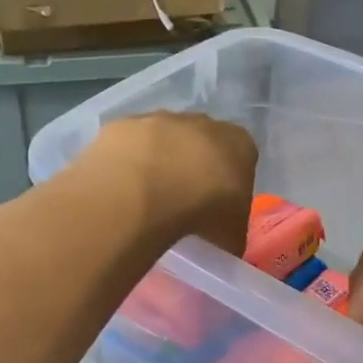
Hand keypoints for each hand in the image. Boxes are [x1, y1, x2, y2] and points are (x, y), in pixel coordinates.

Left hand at [79, 114, 258, 255]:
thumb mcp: (231, 235)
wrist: (145, 191)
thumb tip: (225, 243)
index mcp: (239, 143)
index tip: (216, 207)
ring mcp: (160, 118)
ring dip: (157, 163)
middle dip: (193, 167)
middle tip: (181, 202)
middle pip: (201, 143)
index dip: (228, 183)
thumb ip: (231, 233)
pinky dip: (126, 163)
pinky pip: (128, 145)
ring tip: (147, 199)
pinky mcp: (123, 125)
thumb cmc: (203, 211)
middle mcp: (202, 122)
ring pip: (162, 140)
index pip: (240, 158)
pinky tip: (122, 189)